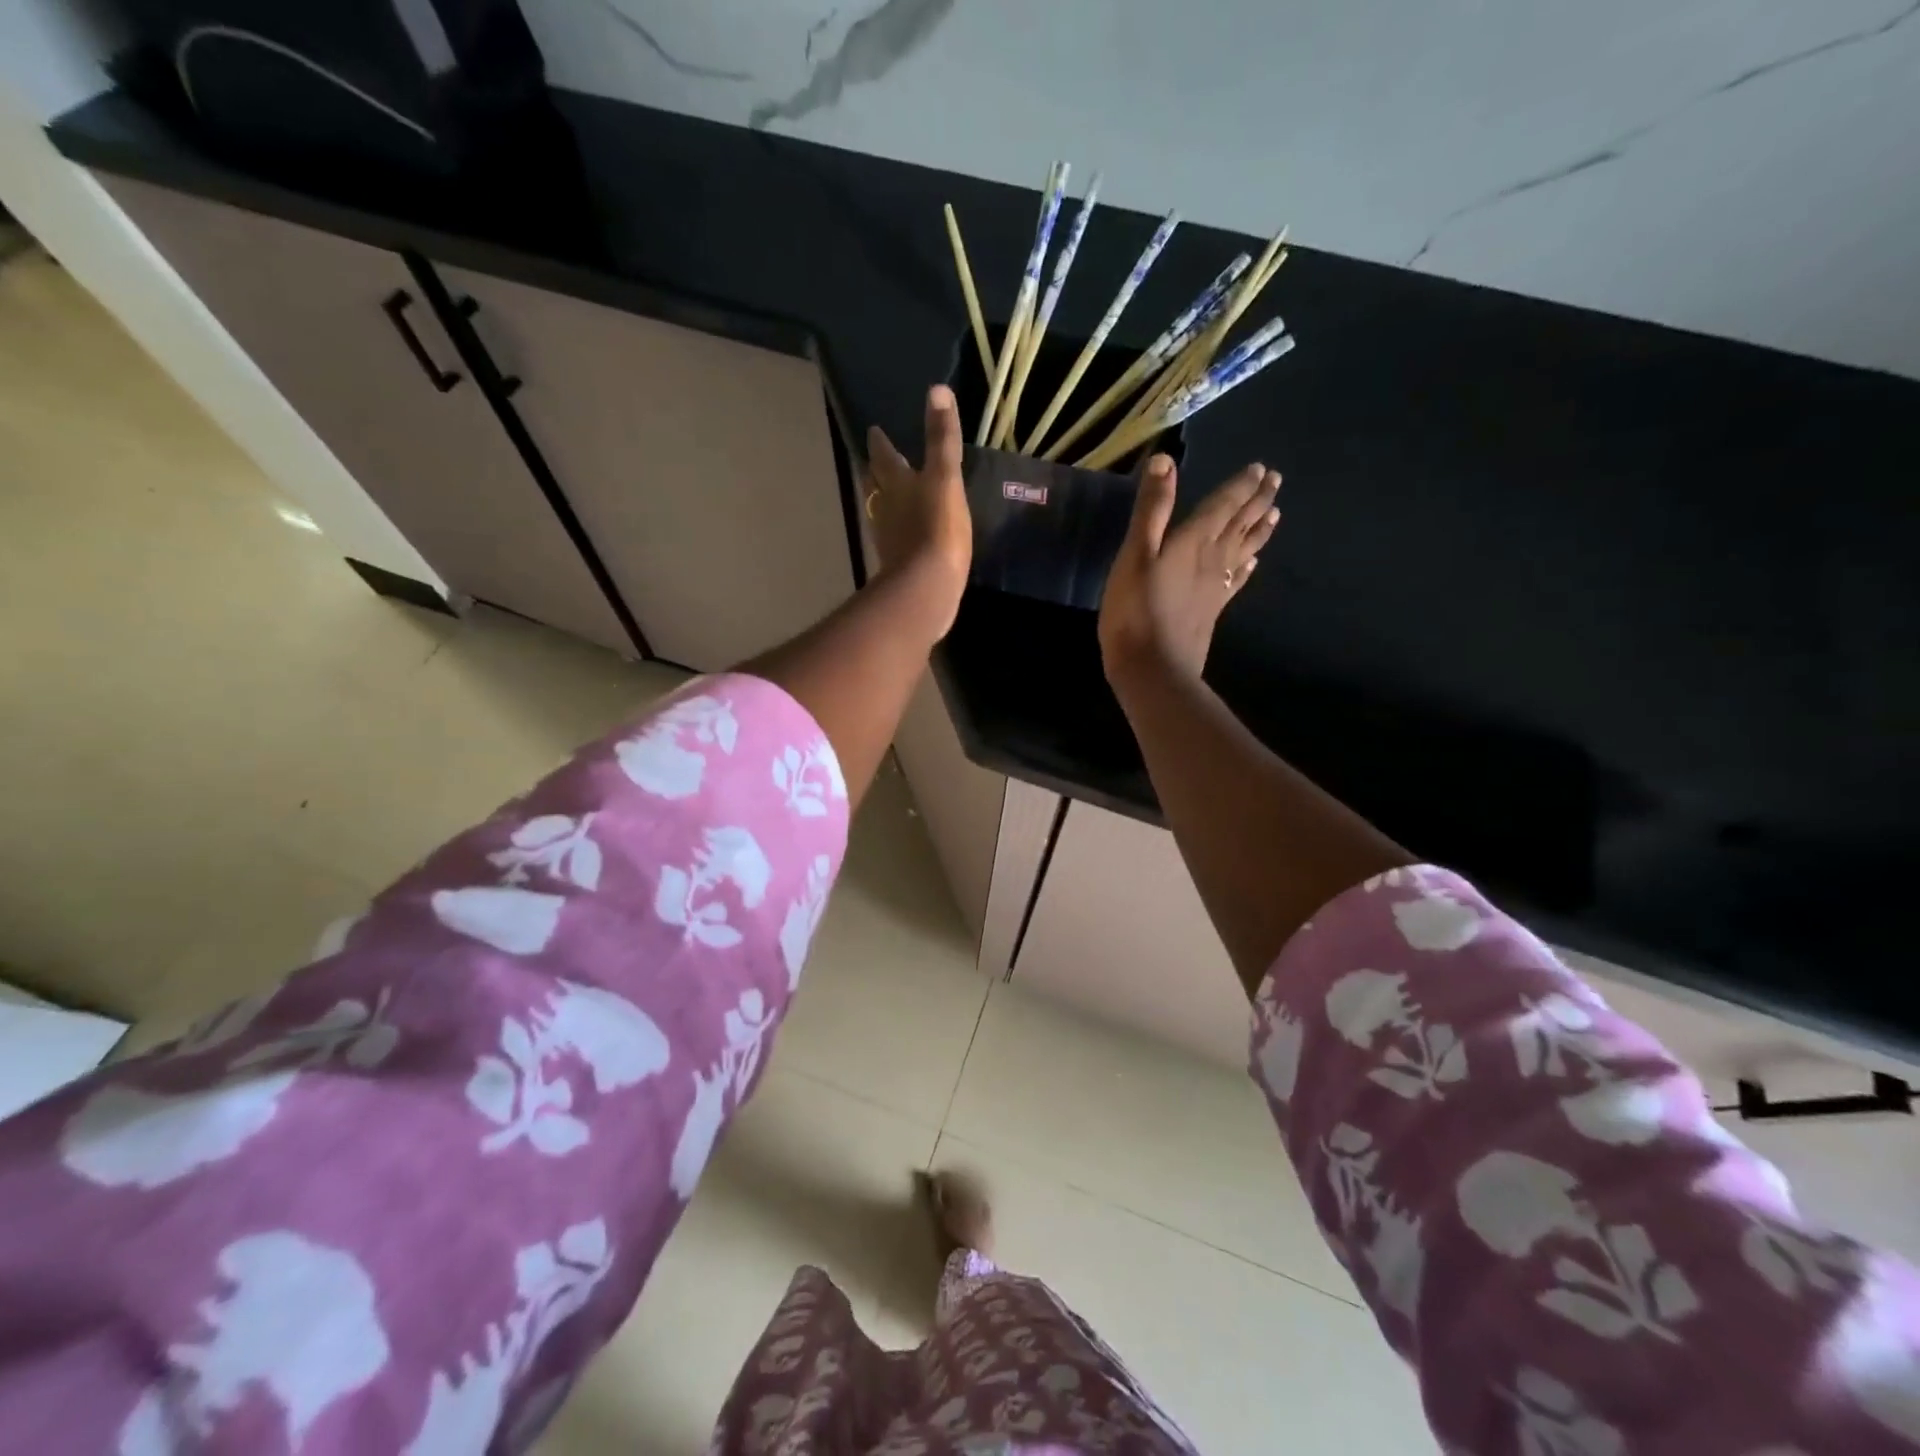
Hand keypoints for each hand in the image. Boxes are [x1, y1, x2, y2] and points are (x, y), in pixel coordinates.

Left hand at [866, 384, 971, 636]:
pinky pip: (895, 539)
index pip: (883, 457)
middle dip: (876, 472)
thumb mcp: (944, 478)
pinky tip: (906, 534)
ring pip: (882, 512)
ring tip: (889, 494)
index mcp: (896, 484)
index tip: (874, 431)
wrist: (926, 587)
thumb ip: (941, 439)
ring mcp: (889, 539)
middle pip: (876, 485)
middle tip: (875, 462)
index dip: (880, 443)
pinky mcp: (898, 565)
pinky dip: (898, 530)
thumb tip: (936, 391)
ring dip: (884, 502)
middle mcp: (886, 509)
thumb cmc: (936, 528)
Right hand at [1098, 455, 1279, 683]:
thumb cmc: (1136, 610)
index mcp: (1195, 540)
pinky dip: (1247, 566)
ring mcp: (1216, 587)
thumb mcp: (1135, 554)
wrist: (1153, 667)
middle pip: (1240, 524)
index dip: (1240, 486)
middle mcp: (1213, 559)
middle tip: (1276, 481)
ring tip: (1274, 513)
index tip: (1260, 468)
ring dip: (1259, 530)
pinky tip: (1253, 563)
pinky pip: (1237, 580)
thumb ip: (1151, 510)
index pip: (1224, 505)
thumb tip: (1165, 461)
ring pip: (1244, 550)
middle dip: (1257, 500)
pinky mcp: (1213, 610)